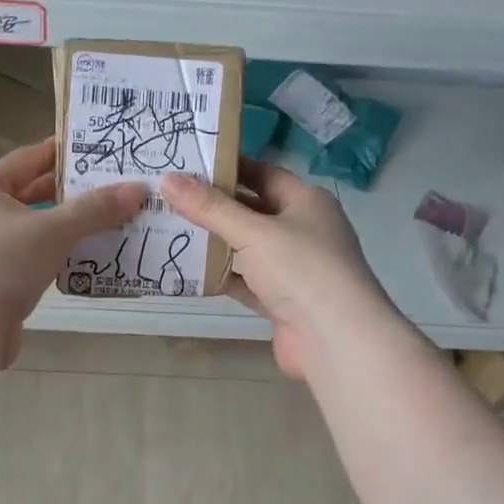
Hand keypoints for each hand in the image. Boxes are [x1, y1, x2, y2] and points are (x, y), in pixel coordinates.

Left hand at [0, 139, 145, 362]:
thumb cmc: (4, 263)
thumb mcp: (53, 230)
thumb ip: (95, 209)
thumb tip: (138, 190)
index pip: (27, 158)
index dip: (62, 152)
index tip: (97, 148)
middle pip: (31, 195)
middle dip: (71, 193)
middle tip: (113, 186)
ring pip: (34, 230)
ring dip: (68, 227)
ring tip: (110, 220)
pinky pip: (32, 259)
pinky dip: (57, 256)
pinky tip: (87, 258)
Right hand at [162, 158, 397, 379]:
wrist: (335, 339)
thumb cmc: (301, 269)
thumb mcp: (253, 232)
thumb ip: (210, 208)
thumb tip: (168, 179)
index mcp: (307, 201)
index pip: (263, 174)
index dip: (228, 168)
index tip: (188, 164)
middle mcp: (302, 230)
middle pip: (252, 211)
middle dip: (215, 206)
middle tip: (169, 196)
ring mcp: (293, 268)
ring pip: (247, 248)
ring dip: (215, 242)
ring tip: (170, 228)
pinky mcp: (281, 300)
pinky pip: (246, 281)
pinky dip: (222, 276)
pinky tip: (188, 271)